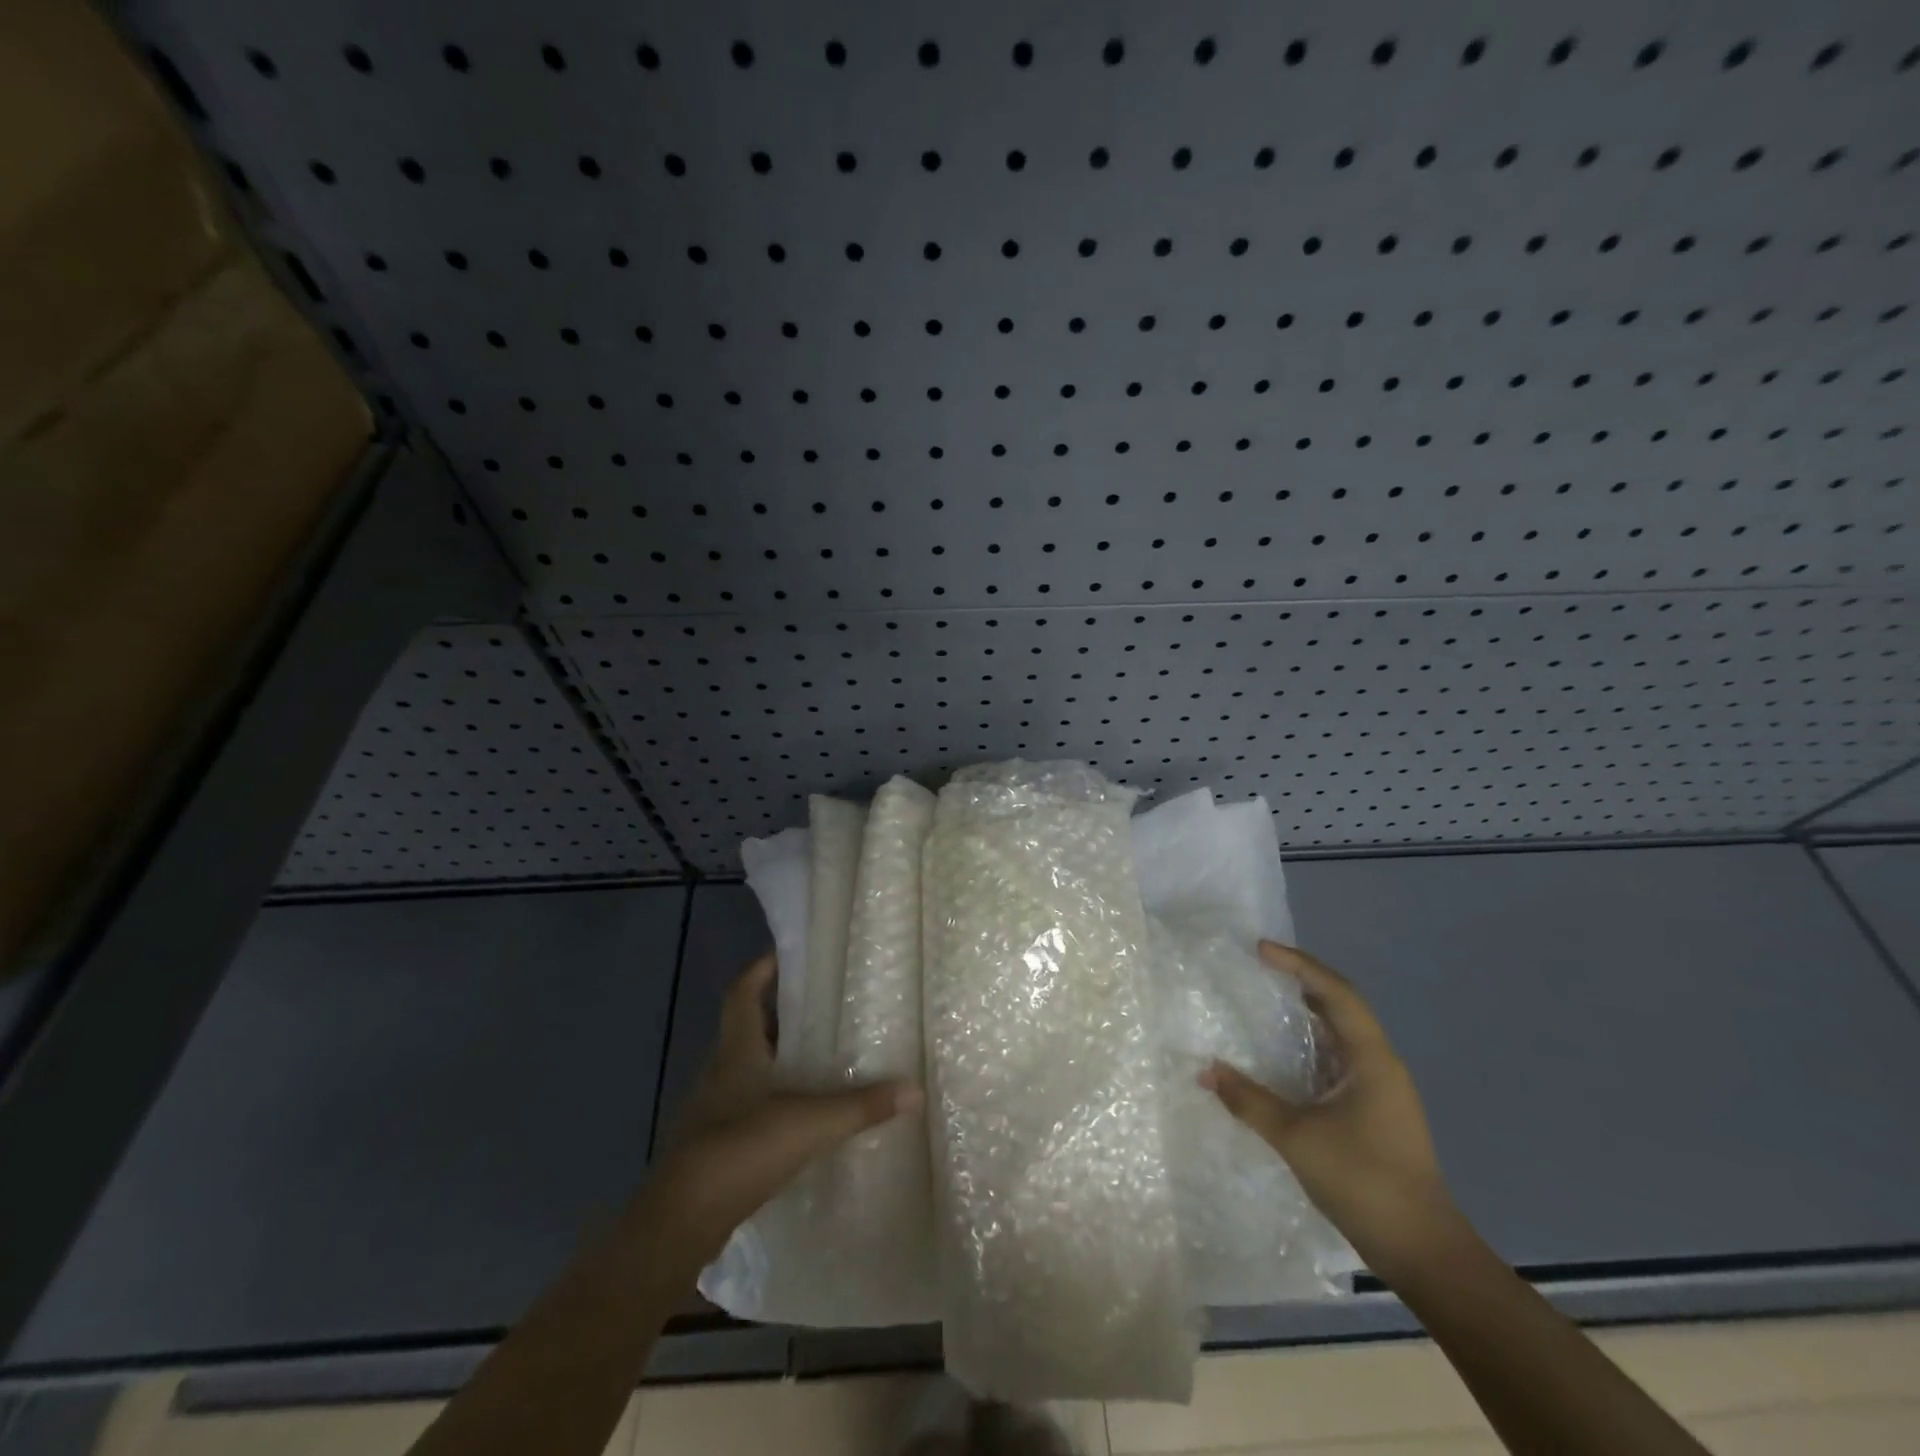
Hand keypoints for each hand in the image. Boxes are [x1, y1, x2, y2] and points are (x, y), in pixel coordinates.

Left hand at [642, 952, 922, 1272]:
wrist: (681, 1223)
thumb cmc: (740, 1151)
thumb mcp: (809, 1123)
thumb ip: (861, 1106)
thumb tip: (915, 1090)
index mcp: (737, 1051)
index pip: (742, 994)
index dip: (761, 970)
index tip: (787, 953)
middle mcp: (722, 1072)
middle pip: (748, 1027)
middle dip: (780, 1011)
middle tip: (823, 1002)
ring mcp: (716, 1110)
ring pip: (748, 1067)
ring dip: (778, 1056)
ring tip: (821, 1052)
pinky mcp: (717, 1144)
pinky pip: (749, 1103)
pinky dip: (774, 1096)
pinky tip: (802, 1112)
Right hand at [1201, 940, 1460, 1278]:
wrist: (1423, 1251)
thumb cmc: (1364, 1182)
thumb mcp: (1297, 1138)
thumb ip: (1249, 1101)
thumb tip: (1206, 1070)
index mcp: (1371, 1060)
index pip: (1336, 993)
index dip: (1299, 965)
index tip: (1260, 950)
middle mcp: (1380, 1065)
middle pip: (1342, 1006)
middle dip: (1302, 980)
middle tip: (1260, 966)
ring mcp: (1381, 1089)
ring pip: (1341, 1033)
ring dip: (1307, 1011)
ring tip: (1267, 998)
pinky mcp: (1375, 1111)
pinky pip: (1338, 1058)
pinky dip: (1310, 1043)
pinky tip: (1284, 1054)